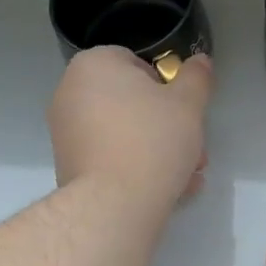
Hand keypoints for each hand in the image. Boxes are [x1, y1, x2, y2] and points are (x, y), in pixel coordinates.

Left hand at [47, 47, 212, 202]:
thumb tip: (200, 61)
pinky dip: (134, 167)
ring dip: (156, 150)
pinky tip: (164, 191)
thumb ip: (196, 77)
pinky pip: (108, 157)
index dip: (166, 87)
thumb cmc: (152, 140)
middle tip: (193, 150)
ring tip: (185, 176)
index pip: (136, 63)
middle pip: (130, 102)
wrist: (113, 204)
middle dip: (166, 126)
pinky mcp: (67, 165)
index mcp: (93, 65)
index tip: (185, 113)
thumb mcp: (188, 104)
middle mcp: (70, 92)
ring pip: (122, 133)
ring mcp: (65, 131)